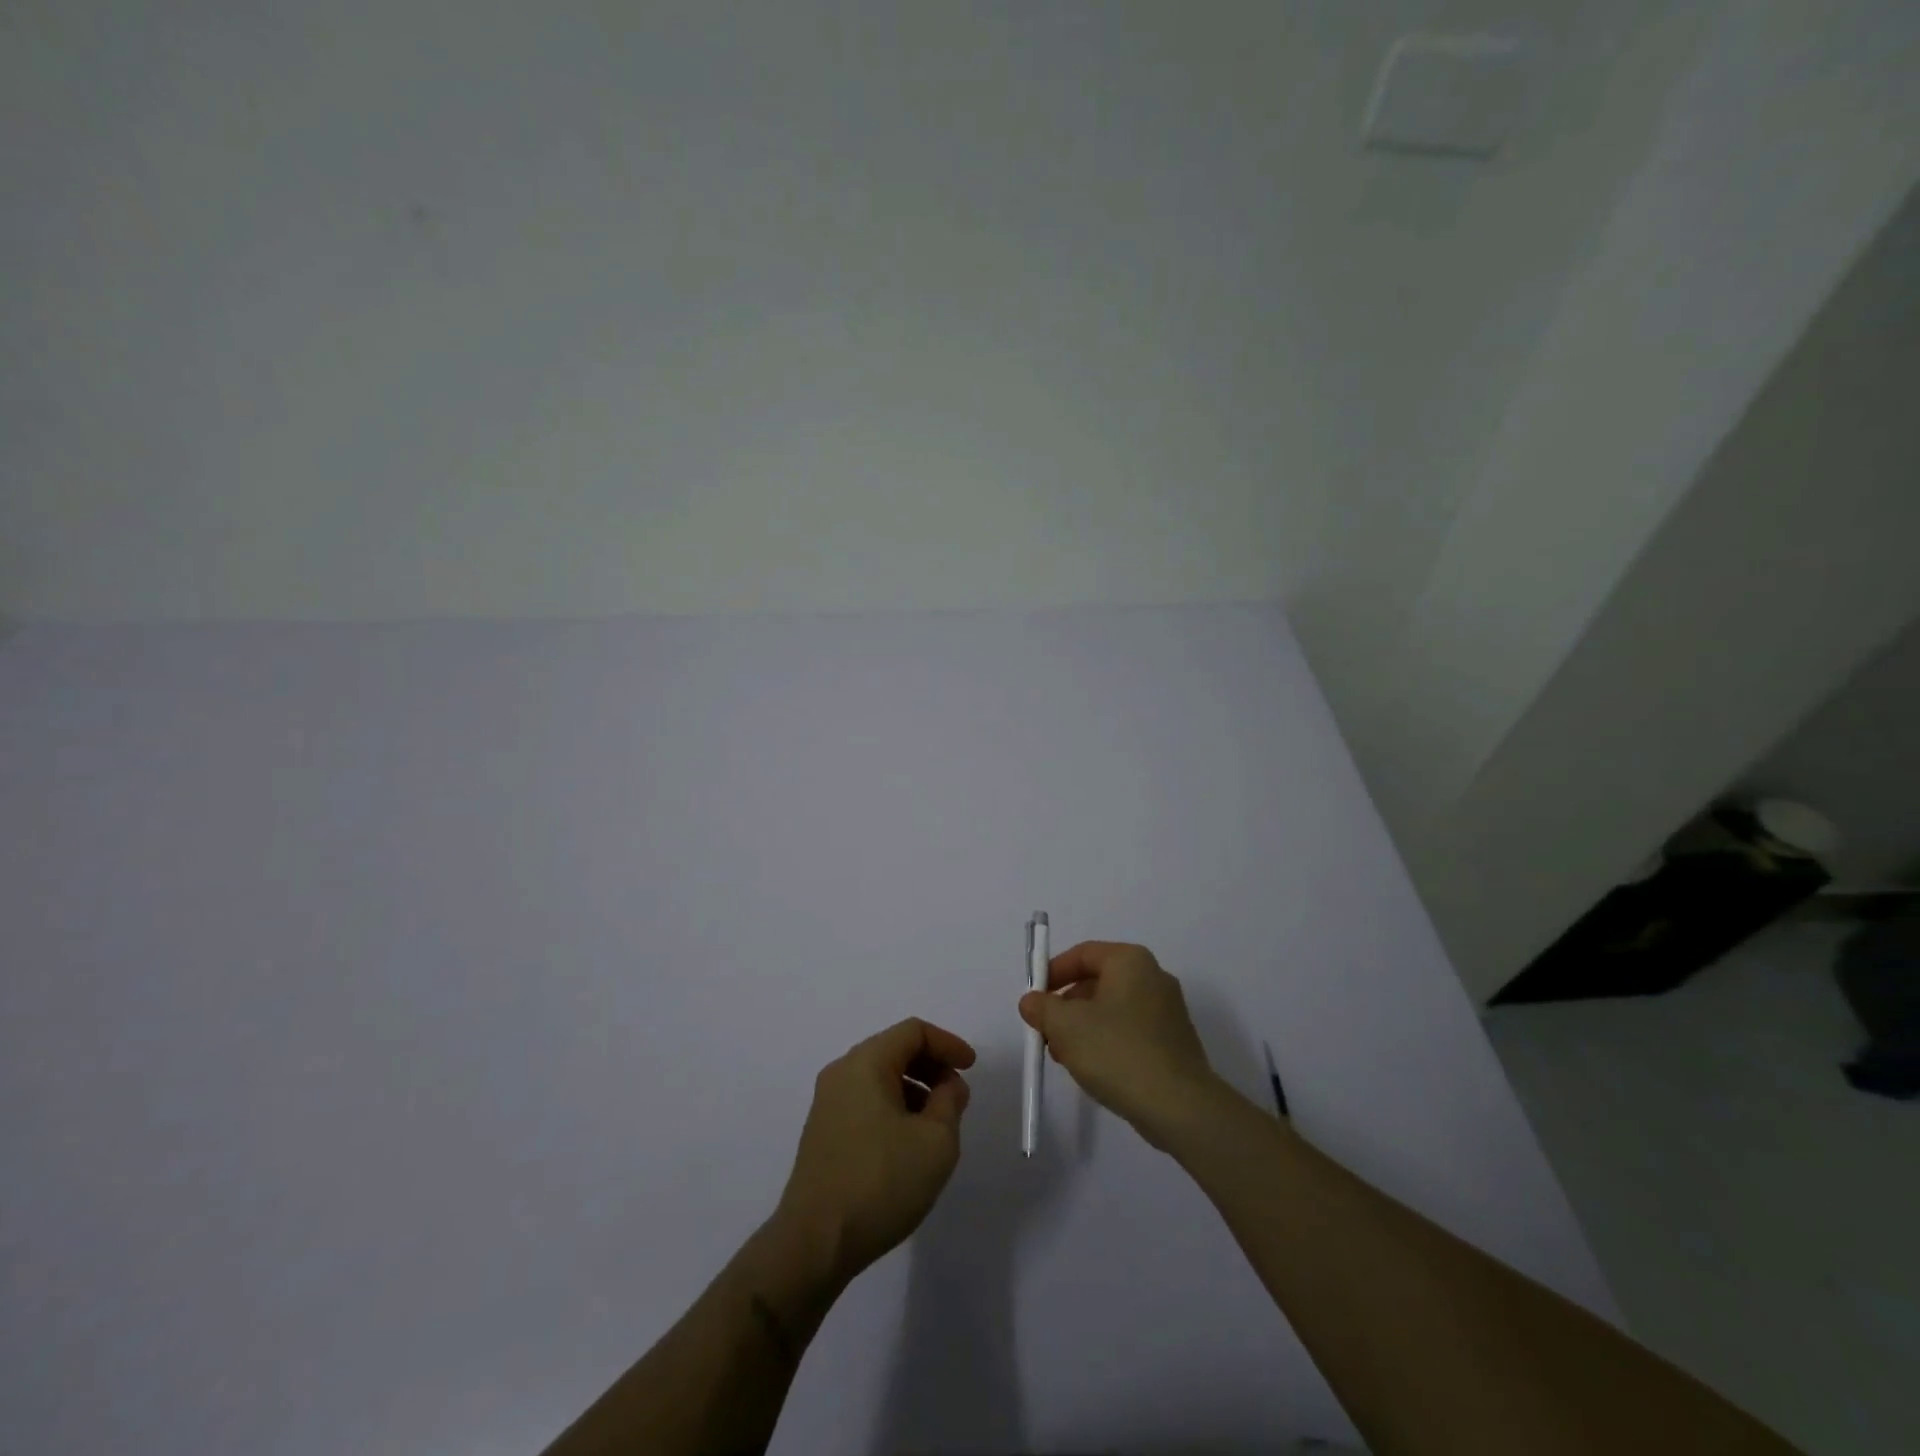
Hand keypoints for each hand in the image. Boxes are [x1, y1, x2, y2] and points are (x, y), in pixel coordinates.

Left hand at [773, 1018, 975, 1285]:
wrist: (814, 1243)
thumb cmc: (880, 1182)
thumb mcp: (936, 1141)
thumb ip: (950, 1102)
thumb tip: (948, 1085)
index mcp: (866, 1062)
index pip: (913, 1032)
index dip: (947, 1044)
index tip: (971, 1068)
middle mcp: (841, 1073)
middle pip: (894, 1050)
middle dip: (931, 1066)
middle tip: (957, 1095)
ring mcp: (827, 1103)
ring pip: (879, 1077)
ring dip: (913, 1089)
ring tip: (937, 1124)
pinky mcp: (822, 1133)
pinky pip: (865, 1101)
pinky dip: (893, 1107)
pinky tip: (908, 1143)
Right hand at [1018, 941, 1220, 1146]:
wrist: (1180, 1107)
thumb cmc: (1117, 1052)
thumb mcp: (1066, 1026)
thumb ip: (1042, 1007)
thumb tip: (1032, 1001)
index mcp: (1130, 961)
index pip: (1083, 953)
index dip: (1053, 972)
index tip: (1035, 998)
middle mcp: (1153, 977)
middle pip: (1097, 981)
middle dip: (1066, 1005)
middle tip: (1046, 1032)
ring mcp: (1167, 1011)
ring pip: (1112, 1009)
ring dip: (1083, 1027)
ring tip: (1065, 1057)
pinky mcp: (1173, 1042)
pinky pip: (1130, 1031)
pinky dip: (1107, 1042)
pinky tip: (1094, 1069)